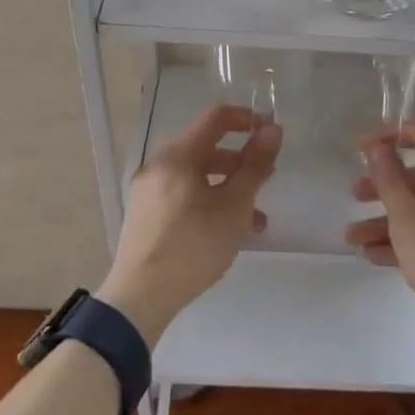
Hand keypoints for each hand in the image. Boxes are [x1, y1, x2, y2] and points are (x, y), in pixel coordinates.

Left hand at [99, 105, 280, 344]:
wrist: (141, 296)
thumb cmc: (194, 245)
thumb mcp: (234, 206)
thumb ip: (255, 166)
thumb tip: (272, 129)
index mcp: (178, 155)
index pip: (216, 118)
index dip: (247, 119)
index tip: (271, 133)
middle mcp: (159, 165)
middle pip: (206, 149)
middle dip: (240, 162)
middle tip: (266, 180)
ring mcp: (148, 191)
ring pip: (196, 177)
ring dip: (228, 188)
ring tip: (255, 219)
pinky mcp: (146, 215)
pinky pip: (183, 196)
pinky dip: (208, 203)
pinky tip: (228, 232)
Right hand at [345, 120, 414, 331]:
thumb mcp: (408, 223)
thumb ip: (389, 182)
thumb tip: (378, 147)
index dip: (389, 135)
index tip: (361, 150)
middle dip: (383, 186)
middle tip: (354, 195)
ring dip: (389, 219)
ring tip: (354, 239)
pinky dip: (411, 237)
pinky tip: (377, 257)